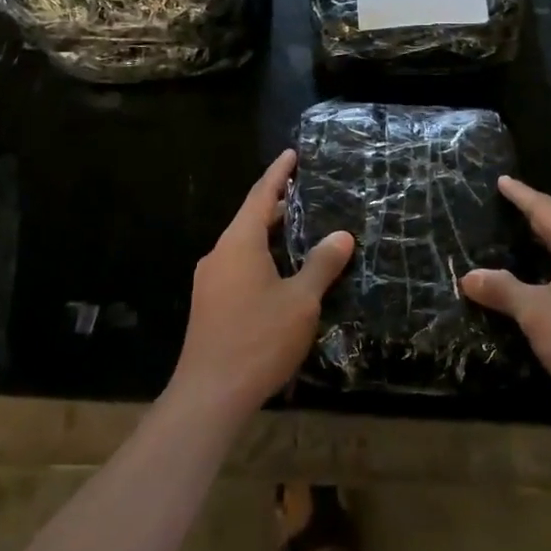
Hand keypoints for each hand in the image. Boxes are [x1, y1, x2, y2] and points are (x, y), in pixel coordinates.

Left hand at [168, 150, 353, 421]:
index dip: (279, 173)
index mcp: (239, 243)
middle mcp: (220, 254)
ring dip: (270, 233)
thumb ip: (322, 264)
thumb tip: (342, 235)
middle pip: (251, 218)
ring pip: (245, 244)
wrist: (209, 396)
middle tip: (306, 190)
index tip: (292, 153)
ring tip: (300, 228)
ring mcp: (211, 280)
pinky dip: (262, 255)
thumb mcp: (301, 300)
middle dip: (278, 203)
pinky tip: (282, 271)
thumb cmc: (258, 339)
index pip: (261, 195)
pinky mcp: (210, 304)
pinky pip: (239, 265)